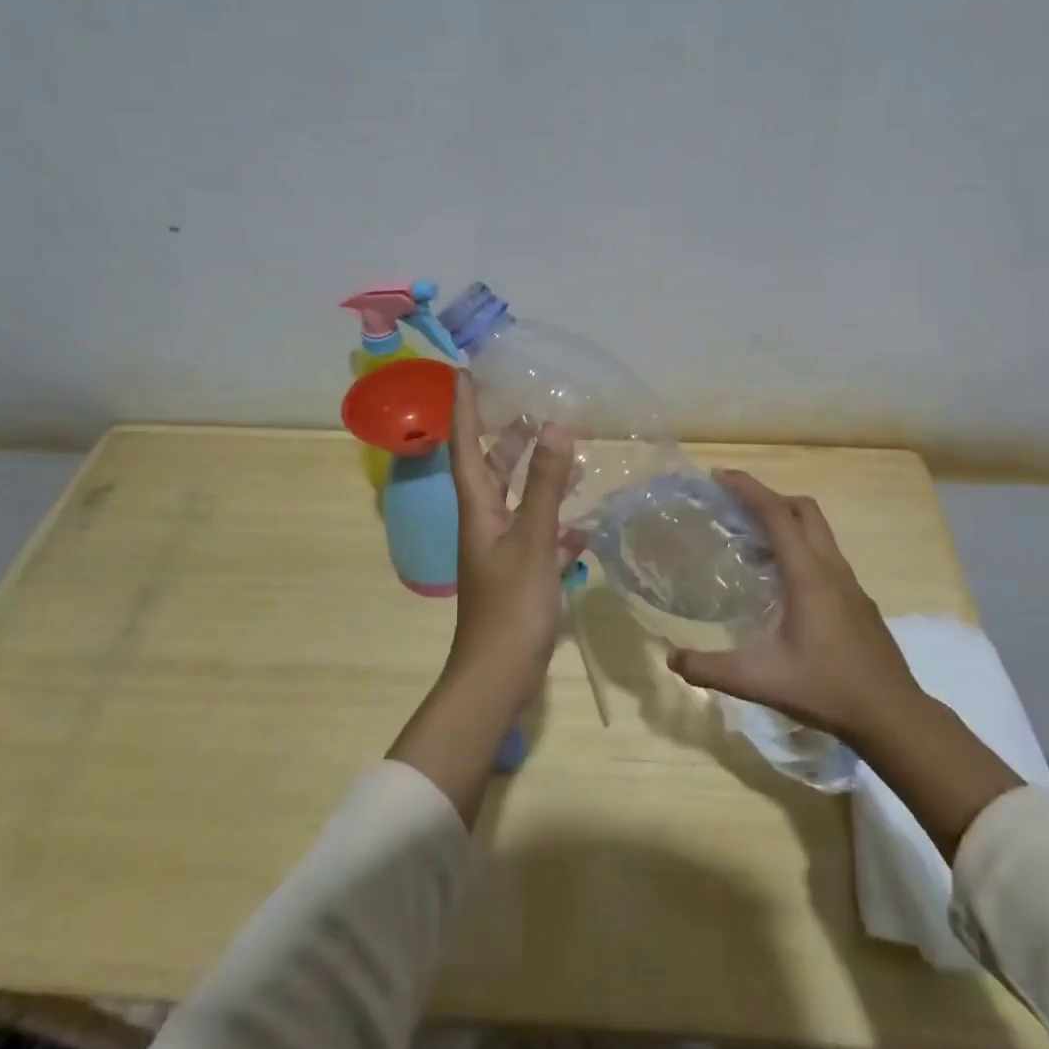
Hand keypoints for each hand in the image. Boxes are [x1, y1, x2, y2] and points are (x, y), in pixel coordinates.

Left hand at [444, 371, 580, 703]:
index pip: (465, 446)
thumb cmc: (511, 605)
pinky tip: (583, 522)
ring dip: (538, 476)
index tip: (464, 372)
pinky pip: (539, 535)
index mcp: (478, 508)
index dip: (464, 408)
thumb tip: (556, 427)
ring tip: (566, 453)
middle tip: (530, 409)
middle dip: (507, 438)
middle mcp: (485, 523)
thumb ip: (545, 484)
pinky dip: (558, 522)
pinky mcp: (521, 574)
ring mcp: (502, 550)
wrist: (499, 675)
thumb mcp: (531, 539)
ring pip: (518, 500)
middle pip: (492, 469)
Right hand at [669, 469, 1022, 858]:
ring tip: (752, 541)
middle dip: (769, 497)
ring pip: (819, 531)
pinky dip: (801, 547)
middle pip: (803, 510)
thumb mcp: (759, 681)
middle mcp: (832, 568)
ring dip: (787, 522)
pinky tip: (783, 582)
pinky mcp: (858, 600)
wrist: (893, 715)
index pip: (777, 514)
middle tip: (735, 506)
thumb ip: (711, 669)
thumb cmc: (826, 689)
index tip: (720, 476)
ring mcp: (850, 583)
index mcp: (808, 575)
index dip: (748, 489)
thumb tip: (671, 658)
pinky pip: (826, 555)